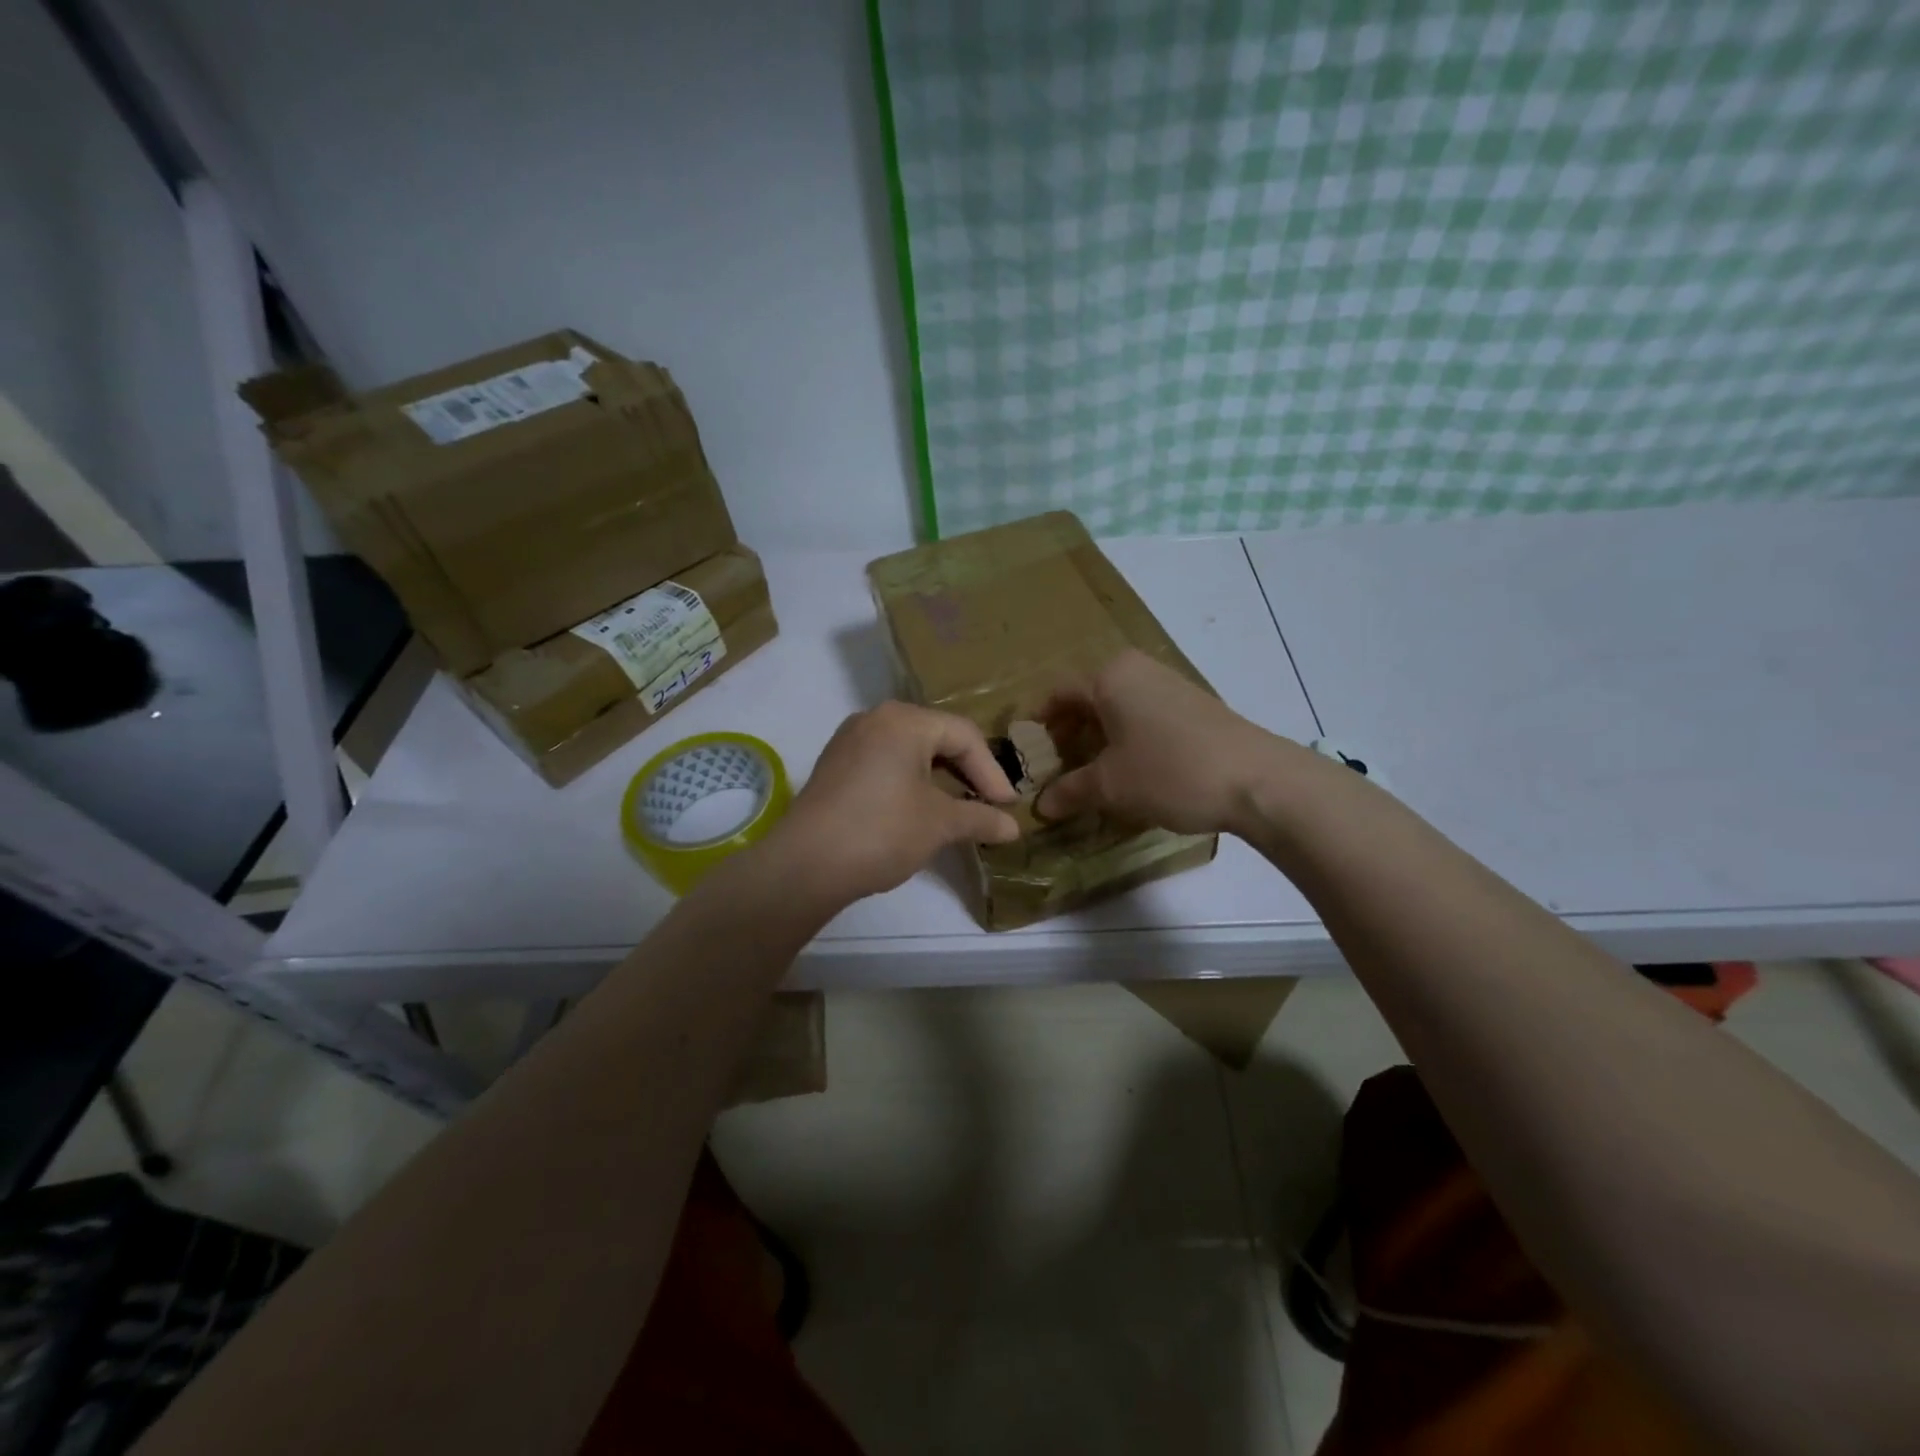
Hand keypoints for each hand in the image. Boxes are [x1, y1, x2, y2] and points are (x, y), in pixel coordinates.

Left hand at [766, 701, 1019, 904]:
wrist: (805, 865)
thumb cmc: (882, 831)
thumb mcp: (939, 824)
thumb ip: (980, 818)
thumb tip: (1013, 828)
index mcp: (904, 720)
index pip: (963, 736)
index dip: (992, 772)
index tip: (1007, 806)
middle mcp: (875, 718)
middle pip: (936, 737)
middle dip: (967, 772)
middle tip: (988, 803)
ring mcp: (849, 740)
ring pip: (909, 750)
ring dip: (939, 778)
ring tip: (959, 808)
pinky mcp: (835, 766)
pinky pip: (885, 763)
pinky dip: (910, 781)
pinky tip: (919, 809)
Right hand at [1036, 650, 1297, 836]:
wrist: (1257, 779)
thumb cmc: (1169, 771)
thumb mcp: (1110, 785)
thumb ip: (1070, 791)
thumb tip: (1040, 806)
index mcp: (1110, 676)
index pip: (1058, 694)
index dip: (1039, 726)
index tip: (1027, 756)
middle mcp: (1137, 670)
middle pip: (1088, 699)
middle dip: (1069, 734)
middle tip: (1057, 770)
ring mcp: (1169, 684)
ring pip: (1118, 708)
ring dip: (1099, 739)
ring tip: (1092, 775)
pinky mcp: (1194, 705)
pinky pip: (1144, 716)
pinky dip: (1128, 739)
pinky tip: (1132, 771)